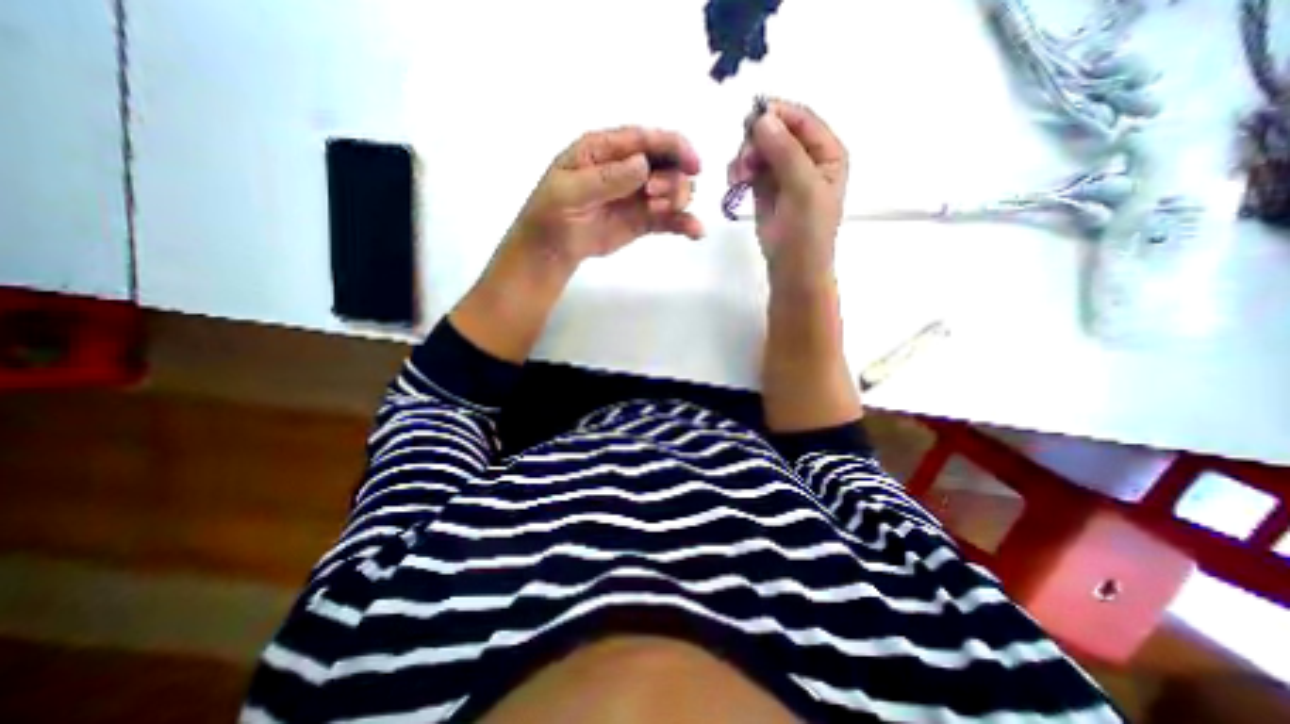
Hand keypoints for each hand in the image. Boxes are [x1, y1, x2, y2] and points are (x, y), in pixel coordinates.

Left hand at [504, 126, 702, 267]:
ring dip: (677, 199)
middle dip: (671, 177)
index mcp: (607, 150)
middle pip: (667, 163)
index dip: (674, 146)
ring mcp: (639, 196)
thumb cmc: (553, 213)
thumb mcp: (569, 191)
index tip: (694, 163)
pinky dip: (685, 224)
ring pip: (674, 189)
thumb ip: (605, 179)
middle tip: (653, 196)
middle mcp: (628, 168)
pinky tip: (696, 233)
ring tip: (657, 211)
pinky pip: (669, 219)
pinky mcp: (644, 220)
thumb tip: (643, 165)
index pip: (646, 140)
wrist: (553, 248)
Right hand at [723, 96, 847, 287]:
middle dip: (756, 141)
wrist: (792, 267)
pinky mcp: (764, 188)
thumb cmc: (807, 232)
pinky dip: (739, 170)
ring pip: (759, 148)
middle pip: (776, 130)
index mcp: (826, 153)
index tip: (751, 119)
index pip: (801, 120)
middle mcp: (805, 158)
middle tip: (743, 161)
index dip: (777, 114)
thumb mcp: (804, 189)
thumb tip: (762, 118)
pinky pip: (749, 167)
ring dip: (744, 157)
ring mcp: (783, 173)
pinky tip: (735, 182)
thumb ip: (786, 152)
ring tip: (737, 177)